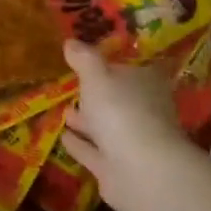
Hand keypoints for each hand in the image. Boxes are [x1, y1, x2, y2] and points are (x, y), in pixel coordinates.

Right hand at [61, 40, 210, 210]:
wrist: (140, 170)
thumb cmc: (121, 111)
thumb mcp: (97, 76)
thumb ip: (84, 59)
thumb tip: (71, 41)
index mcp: (146, 84)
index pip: (132, 70)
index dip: (113, 66)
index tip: (92, 63)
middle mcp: (144, 112)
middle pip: (119, 100)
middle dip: (97, 96)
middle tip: (73, 88)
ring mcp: (133, 142)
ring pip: (107, 127)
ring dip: (87, 121)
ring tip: (65, 112)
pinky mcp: (118, 168)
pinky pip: (95, 152)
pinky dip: (81, 145)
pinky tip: (63, 138)